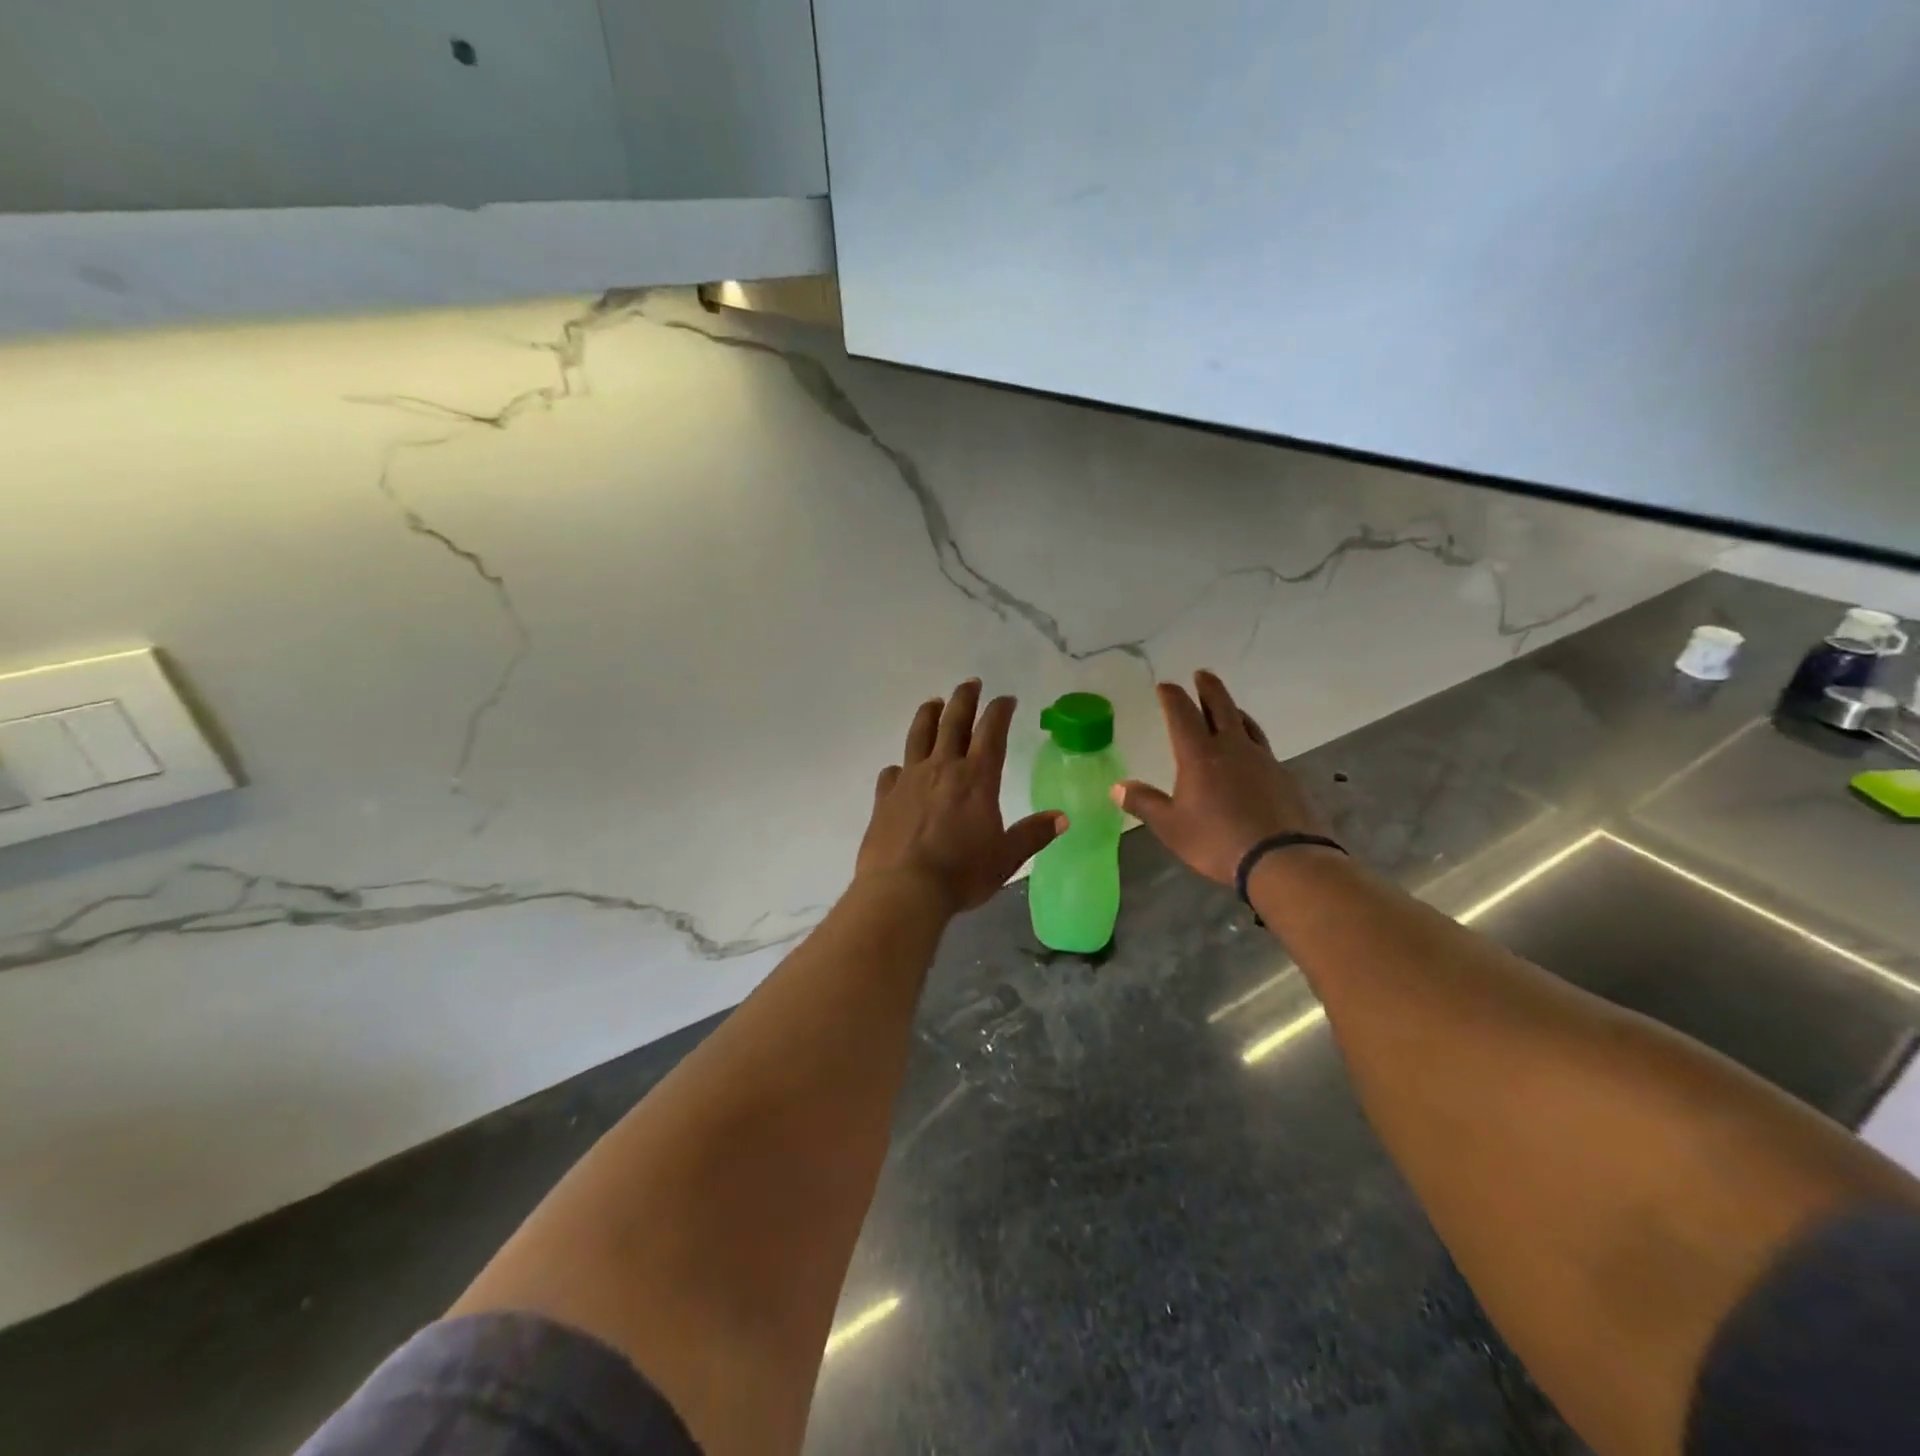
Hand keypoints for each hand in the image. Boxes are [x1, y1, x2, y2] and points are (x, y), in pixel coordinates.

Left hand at [857, 680, 1065, 915]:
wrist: (903, 889)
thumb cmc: (961, 873)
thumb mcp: (1006, 858)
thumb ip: (1032, 834)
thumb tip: (1062, 818)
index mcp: (976, 779)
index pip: (992, 733)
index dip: (999, 711)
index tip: (1006, 698)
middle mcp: (942, 769)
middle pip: (953, 722)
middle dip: (964, 699)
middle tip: (970, 683)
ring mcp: (909, 780)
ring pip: (919, 736)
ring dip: (928, 715)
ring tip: (933, 702)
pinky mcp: (885, 797)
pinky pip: (892, 773)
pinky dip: (899, 767)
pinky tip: (900, 770)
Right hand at [1113, 670, 1330, 885]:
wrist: (1281, 859)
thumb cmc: (1217, 840)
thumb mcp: (1171, 826)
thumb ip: (1144, 803)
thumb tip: (1117, 787)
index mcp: (1199, 755)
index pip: (1182, 715)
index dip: (1172, 697)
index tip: (1165, 685)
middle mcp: (1231, 748)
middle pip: (1220, 707)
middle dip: (1208, 689)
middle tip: (1202, 674)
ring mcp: (1262, 759)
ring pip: (1245, 723)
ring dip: (1232, 709)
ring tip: (1228, 707)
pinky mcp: (1283, 776)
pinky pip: (1262, 746)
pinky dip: (1250, 737)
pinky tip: (1250, 750)